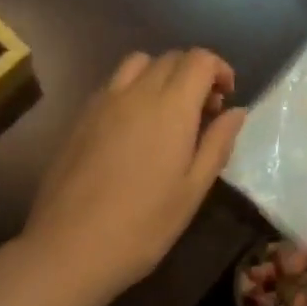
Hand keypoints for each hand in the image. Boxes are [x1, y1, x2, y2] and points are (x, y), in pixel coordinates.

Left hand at [22, 50, 244, 299]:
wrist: (69, 247)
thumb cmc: (143, 225)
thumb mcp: (192, 190)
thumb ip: (217, 143)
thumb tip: (236, 111)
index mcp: (171, 106)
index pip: (199, 59)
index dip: (219, 69)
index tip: (227, 97)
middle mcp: (137, 92)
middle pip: (171, 58)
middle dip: (194, 73)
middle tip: (203, 111)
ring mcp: (104, 101)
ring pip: (138, 63)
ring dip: (160, 74)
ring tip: (166, 110)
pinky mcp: (81, 116)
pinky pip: (113, 84)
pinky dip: (133, 88)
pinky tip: (133, 126)